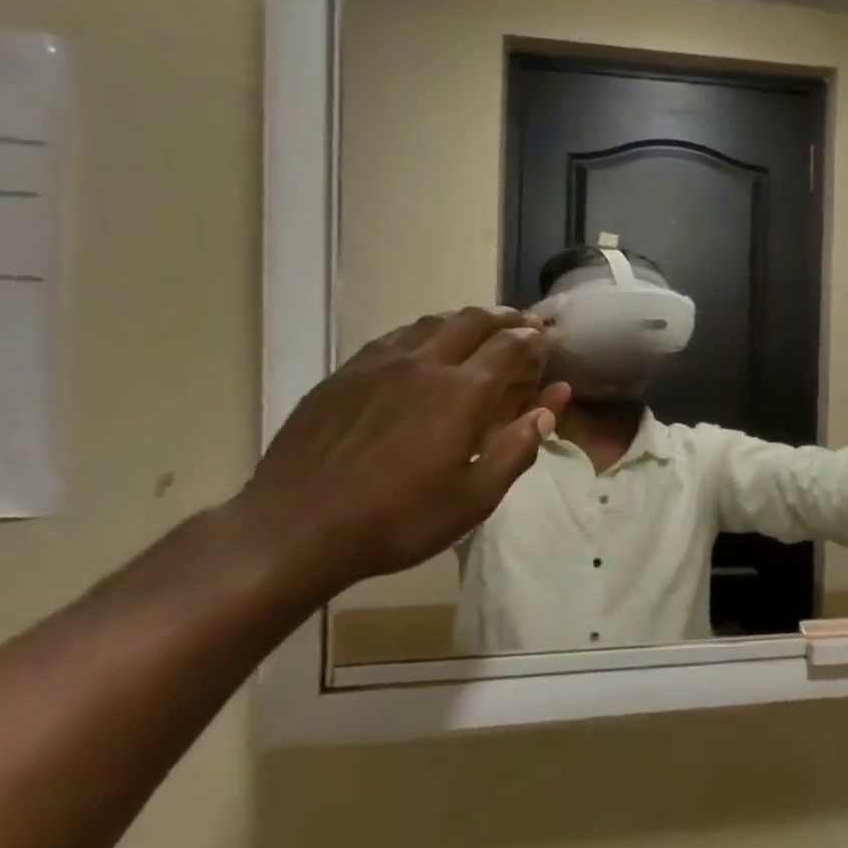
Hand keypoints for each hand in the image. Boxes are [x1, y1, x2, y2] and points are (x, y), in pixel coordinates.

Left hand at [232, 309, 570, 599]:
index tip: (553, 337)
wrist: (294, 529)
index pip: (510, 346)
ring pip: (432, 323)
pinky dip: (425, 333)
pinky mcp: (344, 374)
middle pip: (473, 321)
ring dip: (466, 320)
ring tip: (483, 330)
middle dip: (507, 318)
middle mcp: (424, 364)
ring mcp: (378, 364)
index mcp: (461, 393)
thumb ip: (517, 449)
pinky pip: (395, 337)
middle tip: (526, 325)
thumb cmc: (397, 520)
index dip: (537, 338)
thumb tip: (548, 410)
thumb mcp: (474, 499)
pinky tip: (425, 348)